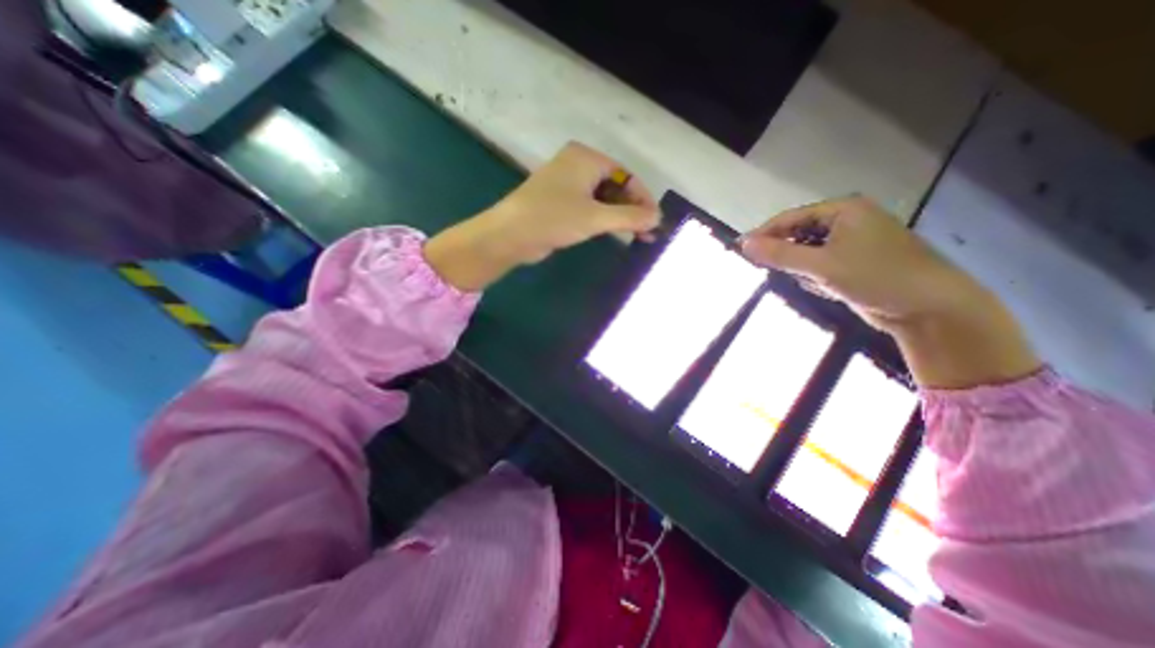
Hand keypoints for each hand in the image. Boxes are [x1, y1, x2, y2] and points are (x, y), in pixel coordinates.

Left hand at [423, 144, 656, 293]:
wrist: (510, 235)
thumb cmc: (553, 218)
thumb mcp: (595, 218)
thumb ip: (629, 217)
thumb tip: (657, 218)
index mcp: (586, 158)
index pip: (626, 175)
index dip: (644, 199)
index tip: (656, 221)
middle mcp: (578, 165)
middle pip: (616, 187)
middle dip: (633, 210)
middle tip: (648, 233)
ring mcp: (568, 185)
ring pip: (604, 199)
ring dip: (621, 217)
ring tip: (638, 237)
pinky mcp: (561, 203)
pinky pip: (590, 208)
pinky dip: (605, 220)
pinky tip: (616, 233)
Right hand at [740, 197, 1049, 386]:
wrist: (930, 309)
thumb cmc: (877, 277)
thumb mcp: (821, 266)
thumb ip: (780, 255)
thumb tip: (743, 244)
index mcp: (843, 210)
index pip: (790, 218)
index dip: (763, 234)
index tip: (740, 250)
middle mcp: (847, 221)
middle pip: (798, 234)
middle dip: (785, 254)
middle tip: (770, 270)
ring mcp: (851, 242)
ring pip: (807, 252)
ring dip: (800, 268)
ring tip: (811, 282)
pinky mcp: (853, 262)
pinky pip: (819, 265)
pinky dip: (814, 277)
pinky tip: (826, 288)